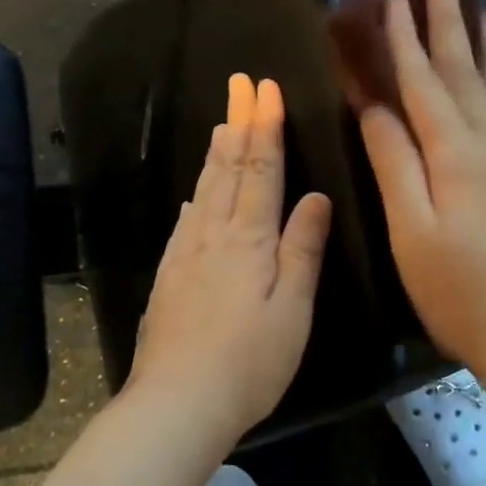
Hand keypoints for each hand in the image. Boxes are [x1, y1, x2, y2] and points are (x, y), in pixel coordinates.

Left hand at [129, 73, 332, 437]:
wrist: (177, 402)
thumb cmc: (249, 361)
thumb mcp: (292, 309)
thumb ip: (302, 249)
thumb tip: (315, 197)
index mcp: (249, 239)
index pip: (260, 169)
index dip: (265, 126)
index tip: (265, 88)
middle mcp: (213, 234)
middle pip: (227, 167)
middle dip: (237, 121)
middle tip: (239, 83)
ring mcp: (186, 253)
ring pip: (204, 188)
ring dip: (215, 151)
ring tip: (222, 122)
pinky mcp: (169, 275)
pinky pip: (185, 220)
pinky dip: (195, 194)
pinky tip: (194, 193)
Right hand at [358, 0, 485, 385]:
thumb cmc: (461, 290)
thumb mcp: (413, 231)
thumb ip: (395, 163)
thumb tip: (374, 106)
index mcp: (456, 153)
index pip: (423, 82)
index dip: (404, 39)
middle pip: (464, 69)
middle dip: (447, 20)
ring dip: (483, 39)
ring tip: (480, 1)